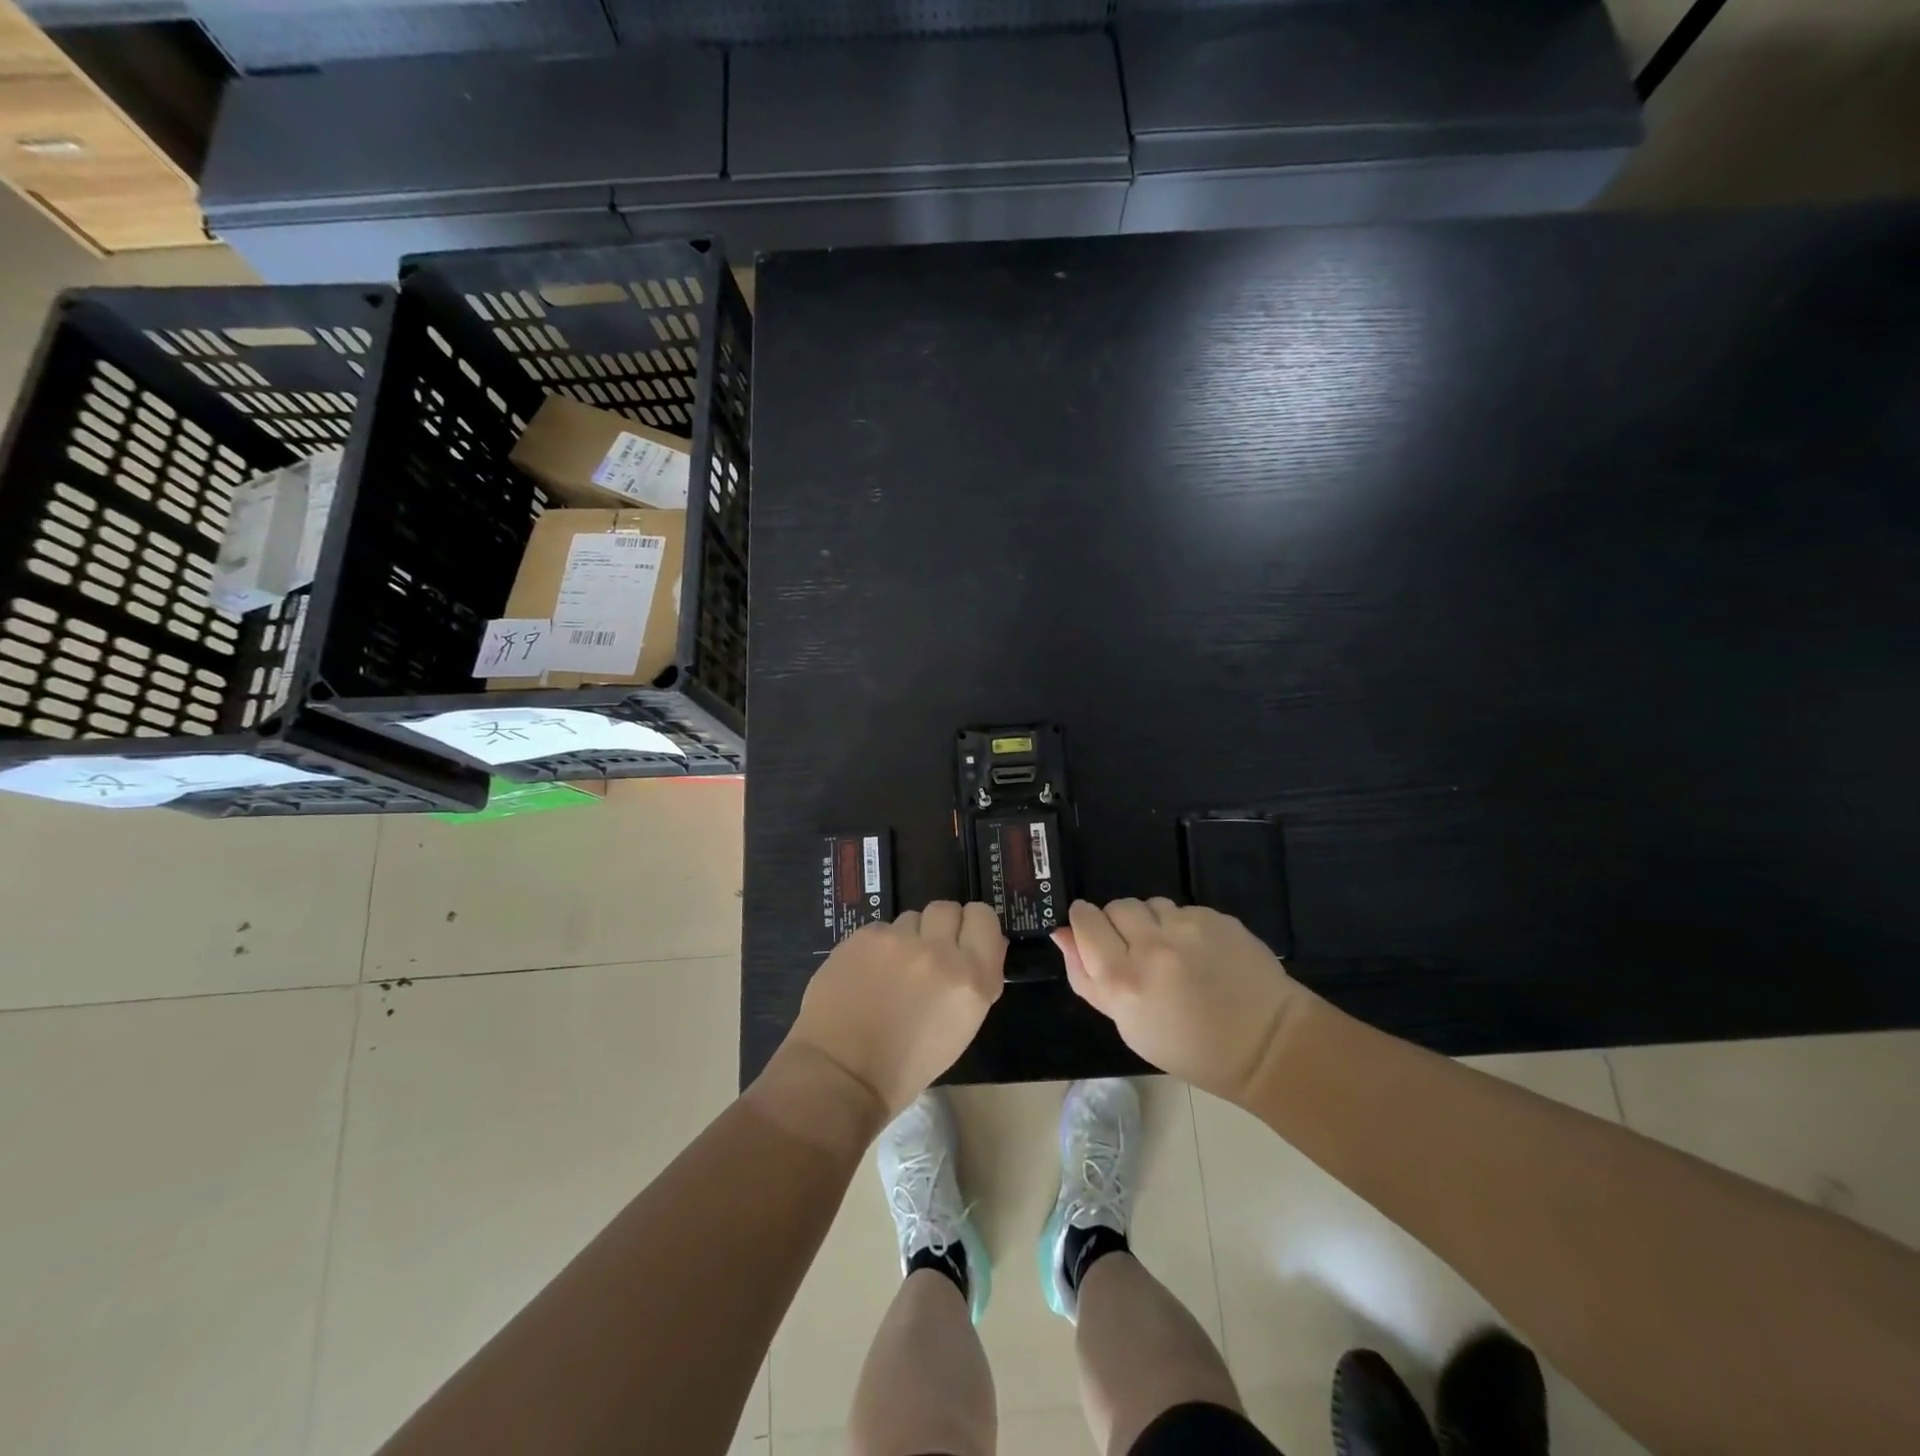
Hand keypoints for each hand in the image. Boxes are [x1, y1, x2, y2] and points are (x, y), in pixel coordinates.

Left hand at [786, 902, 1005, 1123]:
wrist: (841, 1074)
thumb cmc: (907, 1065)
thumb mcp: (960, 1026)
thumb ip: (975, 980)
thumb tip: (982, 945)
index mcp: (972, 980)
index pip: (984, 917)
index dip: (973, 927)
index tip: (963, 942)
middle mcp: (940, 952)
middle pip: (948, 909)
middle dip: (940, 928)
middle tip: (926, 956)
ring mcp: (899, 941)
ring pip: (912, 918)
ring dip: (907, 938)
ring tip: (891, 972)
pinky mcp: (864, 937)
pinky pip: (880, 929)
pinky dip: (877, 947)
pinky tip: (865, 975)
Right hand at [1053, 898, 1308, 1102]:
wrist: (1266, 1043)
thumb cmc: (1189, 1047)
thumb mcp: (1128, 1025)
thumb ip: (1087, 978)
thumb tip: (1062, 934)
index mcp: (1123, 980)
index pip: (1085, 920)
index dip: (1085, 923)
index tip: (1093, 933)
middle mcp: (1151, 946)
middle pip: (1116, 906)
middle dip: (1119, 923)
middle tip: (1136, 950)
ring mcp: (1187, 928)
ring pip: (1150, 904)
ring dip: (1152, 922)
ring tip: (1172, 953)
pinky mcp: (1216, 917)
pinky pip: (1184, 910)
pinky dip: (1184, 927)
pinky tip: (1201, 954)